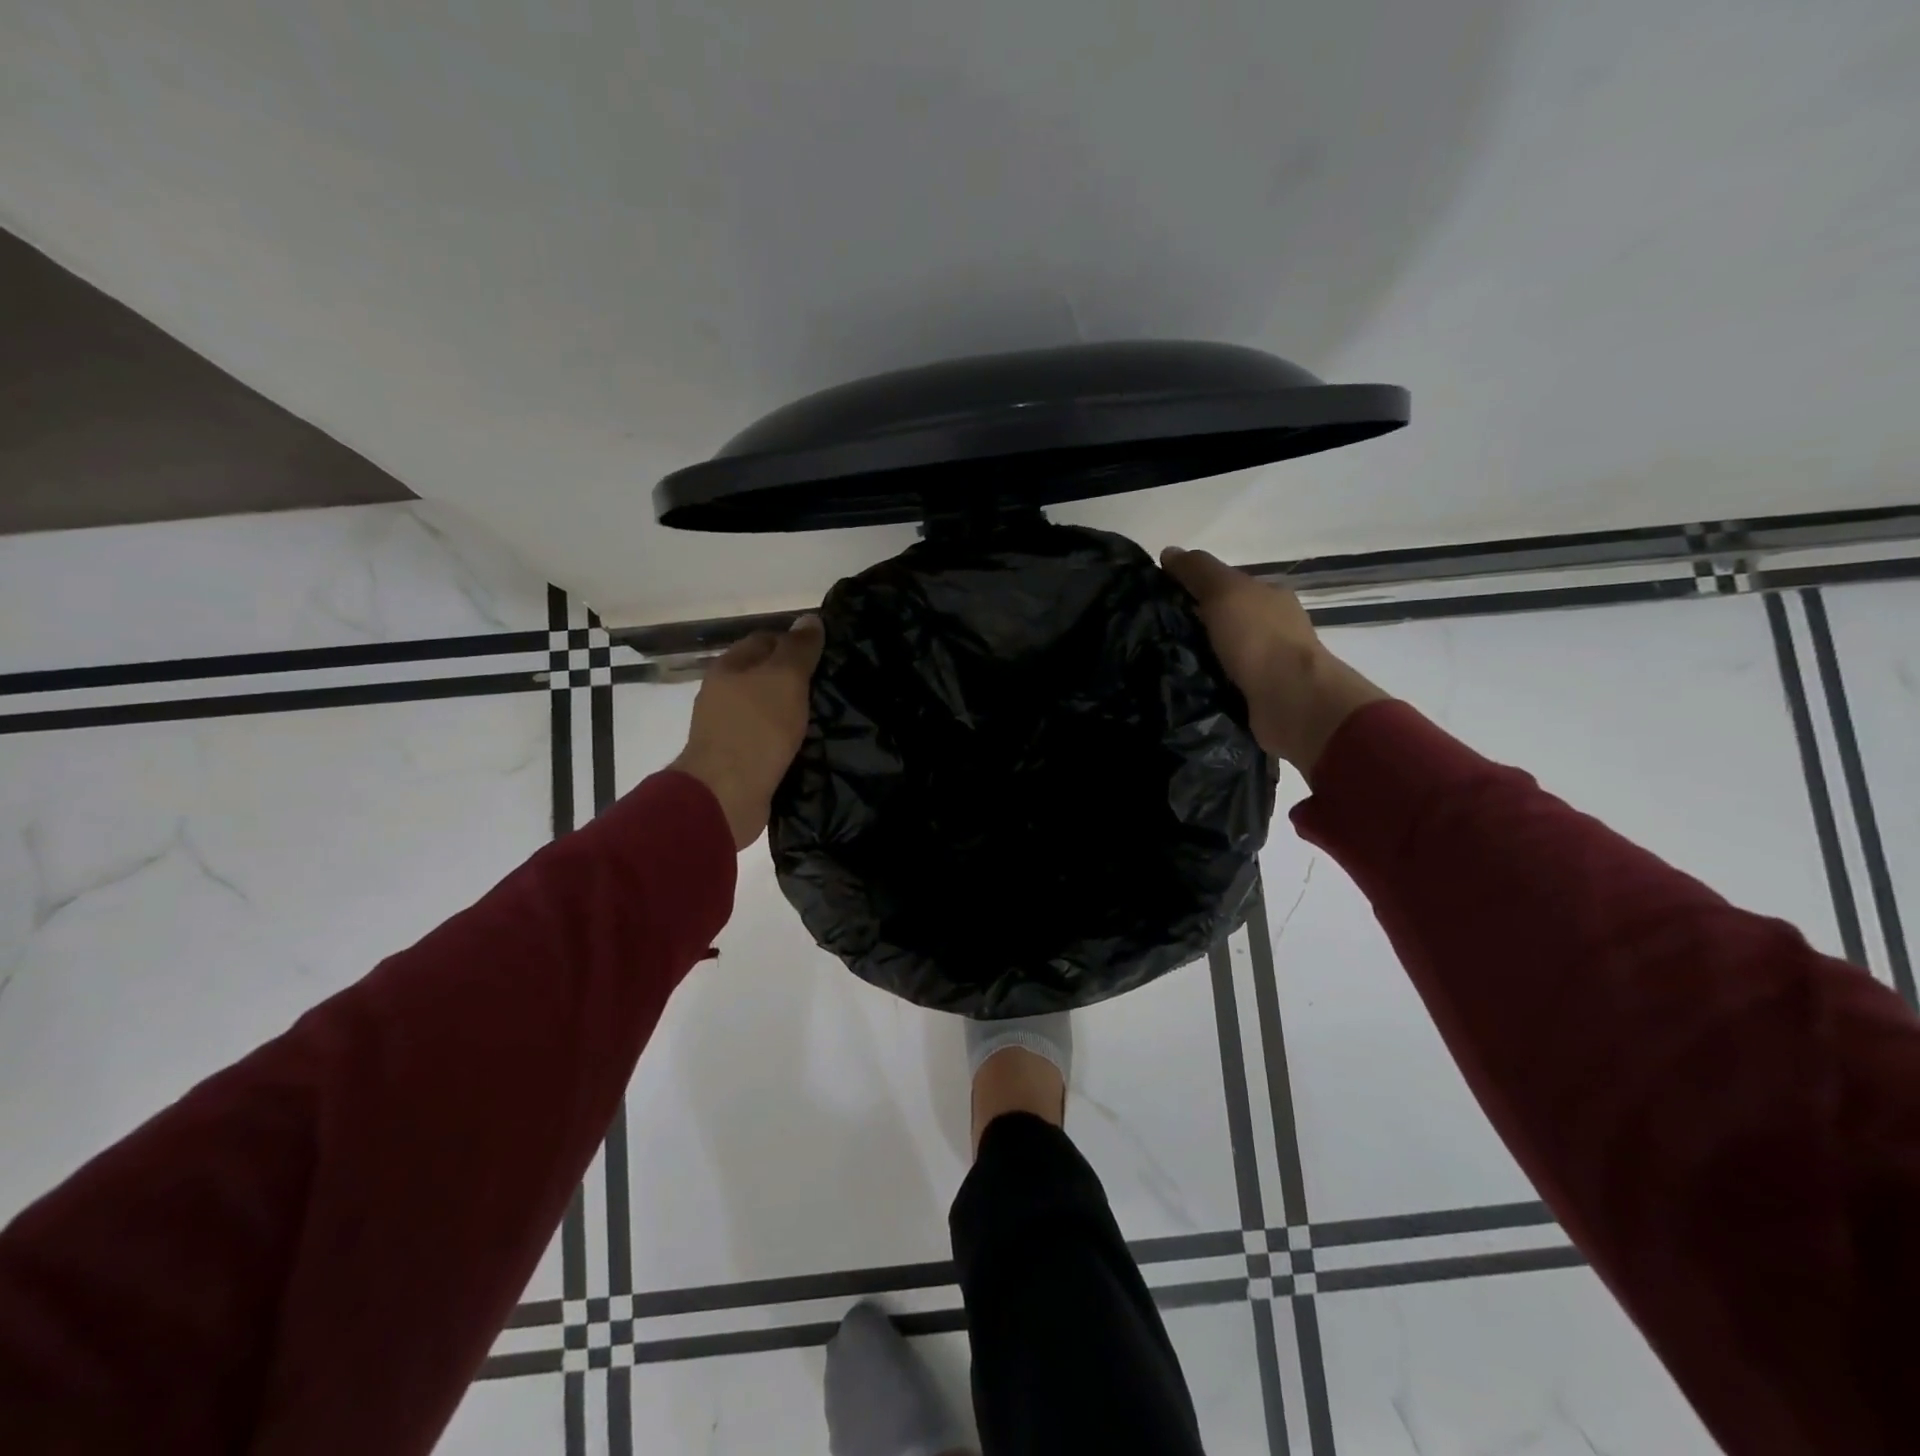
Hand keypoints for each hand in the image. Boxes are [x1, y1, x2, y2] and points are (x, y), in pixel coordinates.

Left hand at [670, 615, 824, 849]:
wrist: (727, 794)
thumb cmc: (756, 728)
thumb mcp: (785, 679)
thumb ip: (799, 649)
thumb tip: (810, 619)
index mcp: (728, 667)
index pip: (764, 640)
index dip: (794, 643)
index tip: (825, 656)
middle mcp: (723, 694)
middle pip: (764, 676)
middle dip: (795, 679)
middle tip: (830, 687)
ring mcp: (727, 729)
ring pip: (767, 709)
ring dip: (792, 712)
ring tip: (826, 717)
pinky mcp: (738, 760)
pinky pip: (767, 739)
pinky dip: (786, 739)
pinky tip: (808, 745)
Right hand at [1160, 547, 1386, 773]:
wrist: (1292, 701)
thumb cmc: (1260, 638)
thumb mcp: (1225, 591)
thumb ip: (1198, 571)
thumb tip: (1168, 552)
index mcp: (1269, 597)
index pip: (1226, 587)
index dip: (1193, 590)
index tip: (1158, 602)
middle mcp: (1271, 629)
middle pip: (1221, 622)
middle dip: (1190, 627)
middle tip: (1149, 637)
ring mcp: (1266, 666)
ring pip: (1219, 655)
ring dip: (1194, 659)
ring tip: (1155, 666)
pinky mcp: (1256, 698)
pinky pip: (1221, 685)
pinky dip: (1203, 685)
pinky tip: (1178, 688)